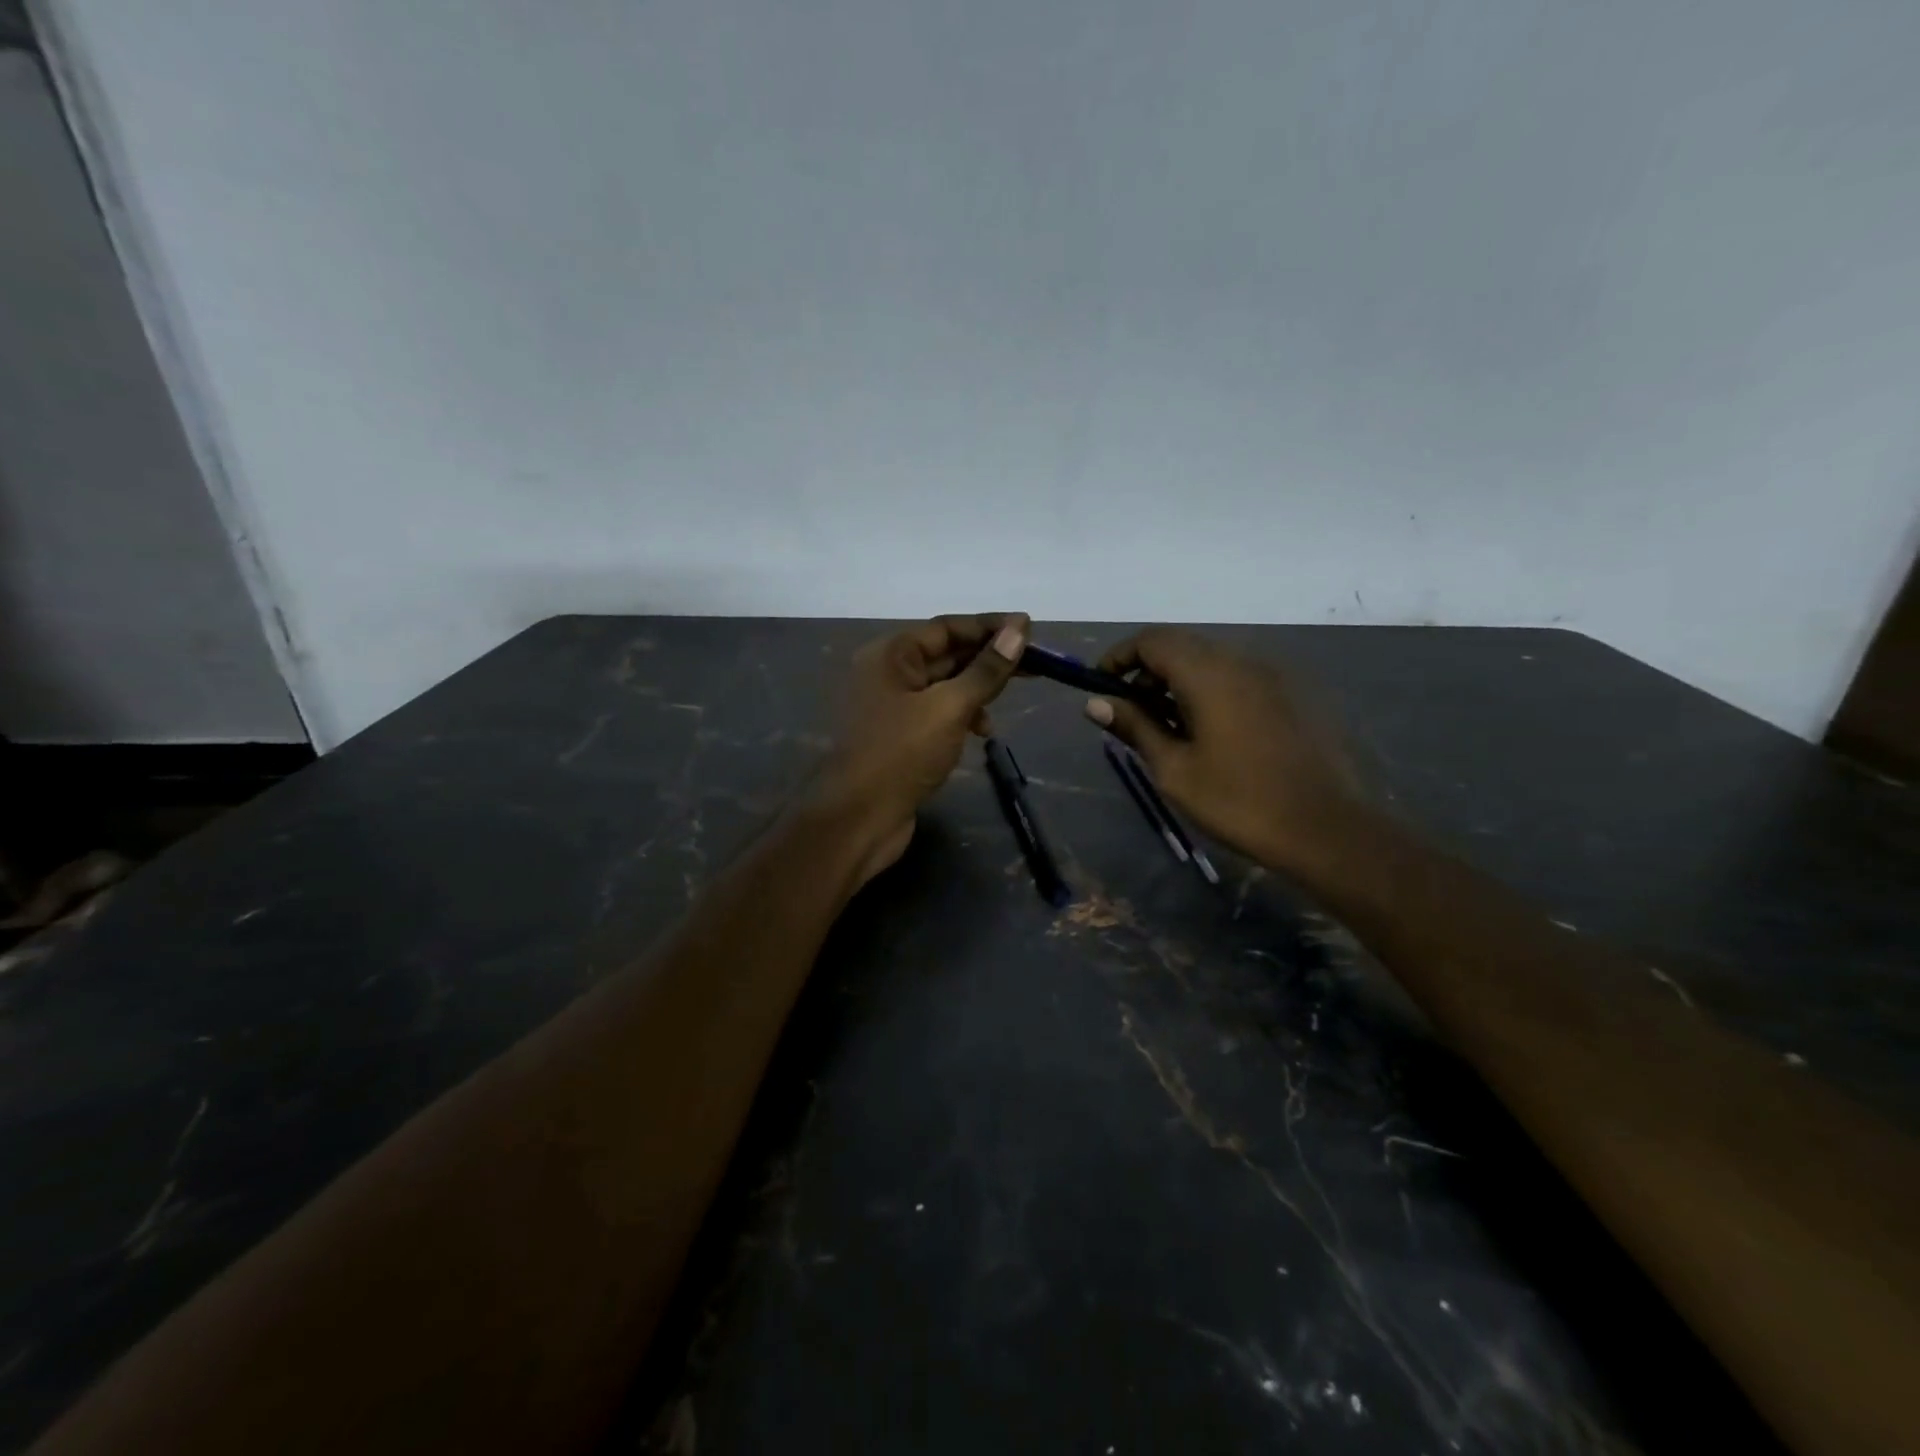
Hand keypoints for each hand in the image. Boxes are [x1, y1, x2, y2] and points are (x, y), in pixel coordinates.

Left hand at [809, 613, 1029, 883]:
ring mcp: (891, 706)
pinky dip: (962, 715)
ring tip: (1010, 698)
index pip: (947, 627)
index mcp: (890, 655)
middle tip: (1035, 662)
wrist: (858, 820)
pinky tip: (983, 731)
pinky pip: (937, 712)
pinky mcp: (899, 736)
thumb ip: (985, 670)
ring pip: (944, 685)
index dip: (989, 626)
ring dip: (977, 688)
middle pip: (946, 653)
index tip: (1030, 628)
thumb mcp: (949, 708)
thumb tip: (1018, 630)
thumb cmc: (900, 755)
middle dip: (988, 657)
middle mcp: (887, 673)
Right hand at [1085, 628, 1365, 874]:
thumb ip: (1135, 727)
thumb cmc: (1239, 802)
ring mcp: (1273, 675)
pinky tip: (1209, 732)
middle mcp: (1242, 661)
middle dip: (1147, 670)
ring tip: (1167, 726)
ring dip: (1179, 681)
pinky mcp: (1292, 694)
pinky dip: (1210, 690)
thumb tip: (1095, 704)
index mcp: (1209, 674)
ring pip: (1212, 661)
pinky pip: (1239, 677)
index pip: (1152, 640)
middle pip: (1182, 646)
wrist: (1327, 830)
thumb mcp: (1175, 769)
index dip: (1119, 657)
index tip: (1101, 686)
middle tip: (1130, 712)